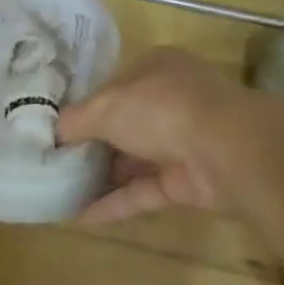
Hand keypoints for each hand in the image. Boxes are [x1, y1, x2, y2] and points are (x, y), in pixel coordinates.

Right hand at [55, 48, 244, 222]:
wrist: (231, 151)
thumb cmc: (162, 109)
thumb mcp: (105, 106)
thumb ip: (75, 120)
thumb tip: (53, 132)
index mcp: (155, 69)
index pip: (112, 86)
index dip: (83, 105)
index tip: (54, 126)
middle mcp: (171, 102)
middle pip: (122, 124)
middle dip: (90, 143)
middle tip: (52, 160)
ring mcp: (183, 143)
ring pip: (134, 160)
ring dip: (101, 175)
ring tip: (60, 189)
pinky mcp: (189, 182)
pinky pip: (144, 191)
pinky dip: (116, 203)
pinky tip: (81, 215)